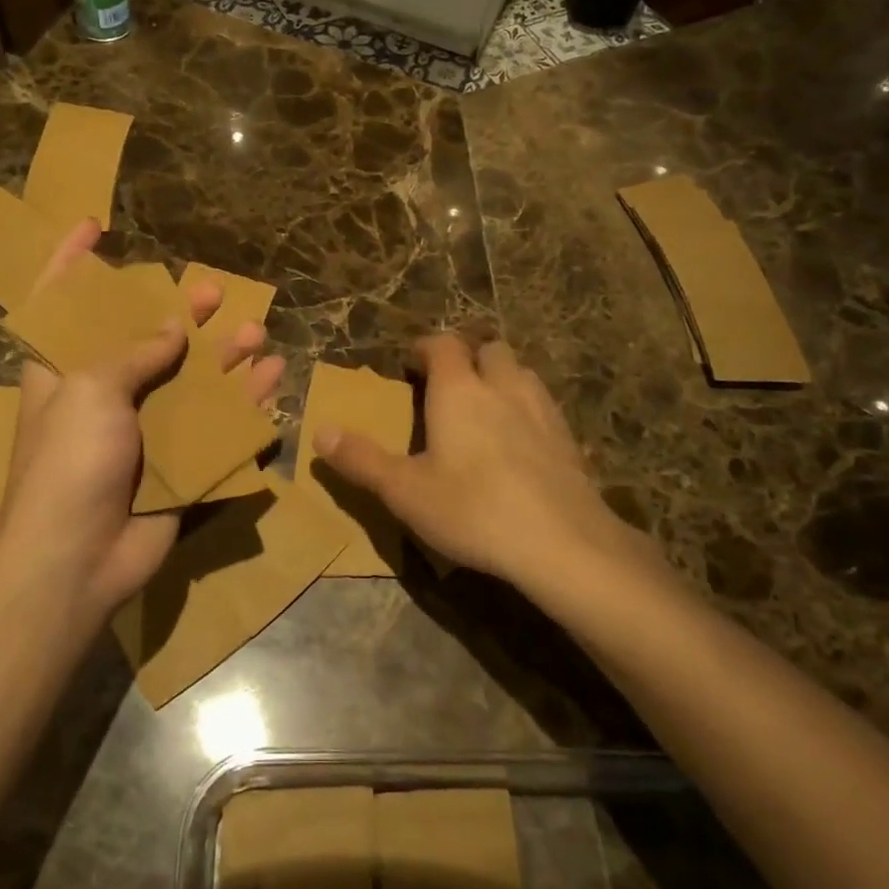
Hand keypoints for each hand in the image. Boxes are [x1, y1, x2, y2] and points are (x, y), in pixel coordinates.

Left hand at [0, 220, 284, 627]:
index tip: (94, 225)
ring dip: (222, 358)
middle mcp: (104, 395)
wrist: (77, 560)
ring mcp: (143, 431)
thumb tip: (174, 330)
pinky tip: (272, 382)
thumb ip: (135, 354)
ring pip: (190, 382)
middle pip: (144, 339)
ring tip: (254, 334)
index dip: (73, 261)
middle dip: (179, 313)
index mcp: (64, 371)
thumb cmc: (69, 462)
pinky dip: (244, 405)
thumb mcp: (91, 391)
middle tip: (213, 291)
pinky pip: (216, 426)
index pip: (61, 302)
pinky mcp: (176, 463)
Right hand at [314, 333, 639, 590]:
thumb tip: (320, 432)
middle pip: (488, 348)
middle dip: (467, 355)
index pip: (443, 345)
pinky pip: (543, 404)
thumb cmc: (473, 510)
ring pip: (520, 372)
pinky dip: (526, 406)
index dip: (425, 347)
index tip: (410, 363)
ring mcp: (541, 409)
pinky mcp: (568, 437)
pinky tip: (520, 439)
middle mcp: (502, 387)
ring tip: (484, 405)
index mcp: (459, 390)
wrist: (562, 542)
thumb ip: (362, 459)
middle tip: (448, 382)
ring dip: (500, 376)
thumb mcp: (405, 491)